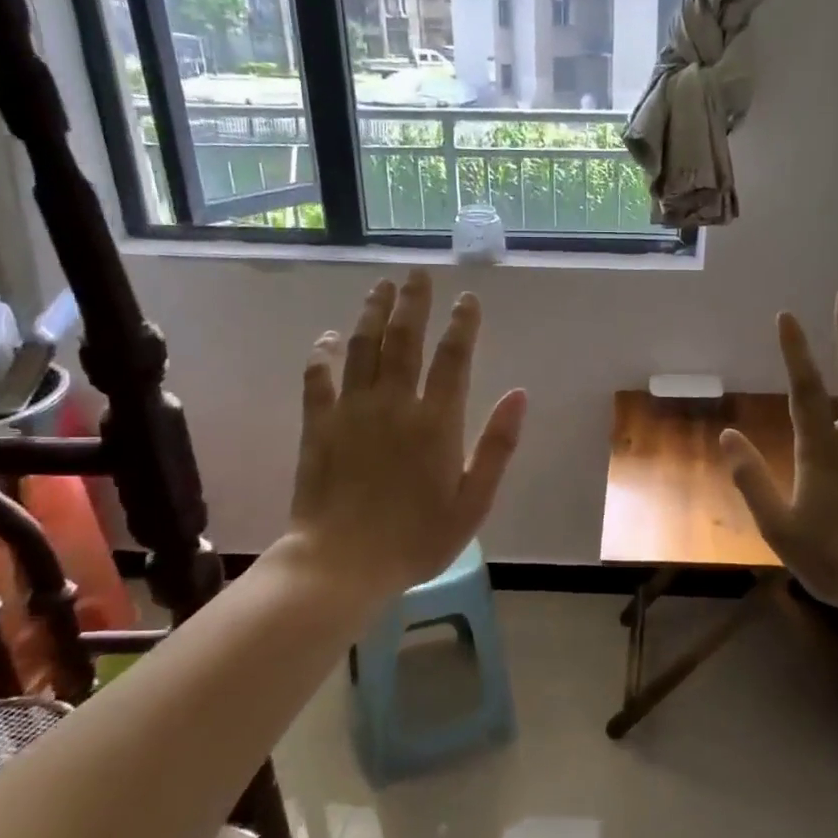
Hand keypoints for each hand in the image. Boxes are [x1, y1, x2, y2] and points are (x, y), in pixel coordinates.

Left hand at [277, 270, 527, 604]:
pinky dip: (321, 354)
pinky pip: (318, 378)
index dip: (462, 324)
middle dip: (413, 303)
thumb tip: (519, 394)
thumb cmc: (417, 538)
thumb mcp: (473, 501)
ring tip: (381, 287)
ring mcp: (352, 411)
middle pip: (404, 340)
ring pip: (362, 348)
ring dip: (372, 314)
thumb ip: (497, 446)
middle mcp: (394, 404)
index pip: (453, 358)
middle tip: (417, 274)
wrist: (342, 563)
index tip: (467, 298)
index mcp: (437, 422)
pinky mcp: (318, 425)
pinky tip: (326, 338)